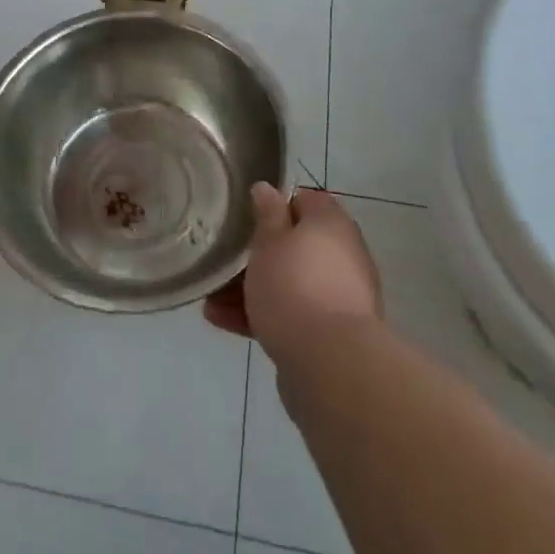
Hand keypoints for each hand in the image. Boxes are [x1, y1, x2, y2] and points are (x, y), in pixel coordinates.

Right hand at [204, 184, 381, 350]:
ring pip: (289, 282)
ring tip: (212, 301)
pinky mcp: (331, 333)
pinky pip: (292, 314)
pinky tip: (224, 322)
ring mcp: (339, 296)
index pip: (304, 200)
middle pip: (294, 245)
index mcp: (331, 223)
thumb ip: (267, 214)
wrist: (330, 364)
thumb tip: (267, 188)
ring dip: (253, 289)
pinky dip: (263, 315)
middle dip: (257, 255)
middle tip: (224, 261)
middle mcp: (342, 255)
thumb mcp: (269, 241)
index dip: (274, 206)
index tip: (246, 216)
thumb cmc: (294, 286)